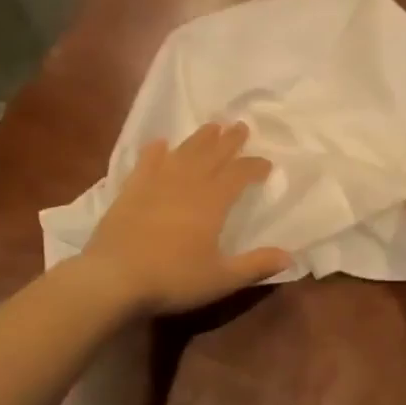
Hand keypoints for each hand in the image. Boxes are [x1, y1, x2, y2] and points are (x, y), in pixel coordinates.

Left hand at [81, 122, 290, 315]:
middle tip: (241, 126)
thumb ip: (255, 265)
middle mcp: (188, 183)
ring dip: (200, 138)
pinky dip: (155, 151)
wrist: (115, 277)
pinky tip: (159, 143)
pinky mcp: (131, 189)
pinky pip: (146, 162)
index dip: (255, 166)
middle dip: (230, 140)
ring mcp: (157, 183)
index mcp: (213, 201)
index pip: (240, 174)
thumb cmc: (173, 278)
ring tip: (211, 126)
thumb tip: (290, 257)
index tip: (266, 164)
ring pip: (184, 152)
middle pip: (213, 154)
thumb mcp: (221, 279)